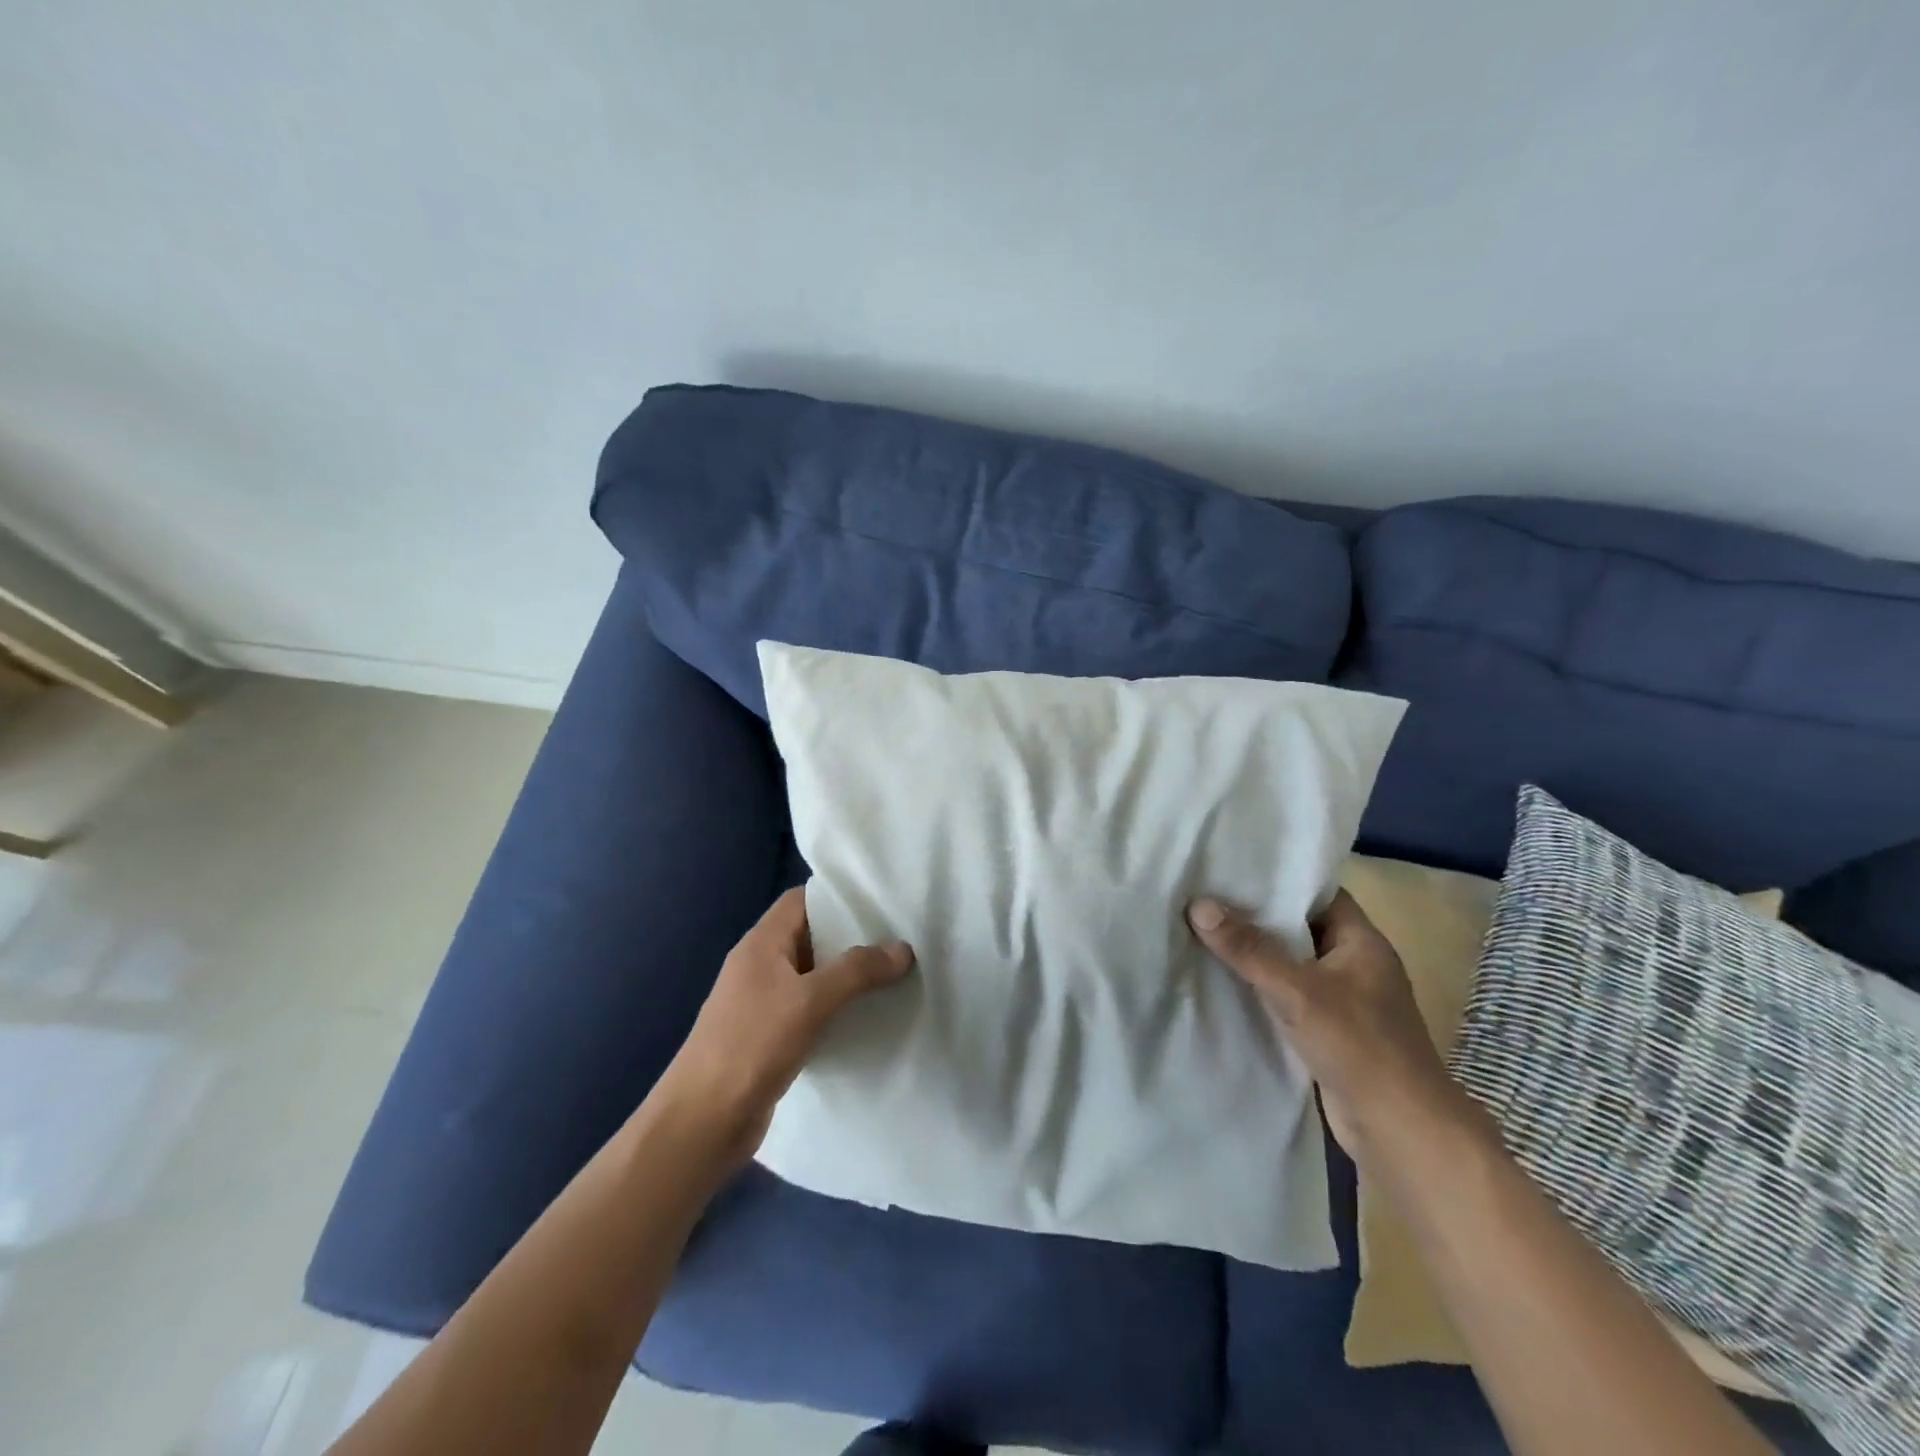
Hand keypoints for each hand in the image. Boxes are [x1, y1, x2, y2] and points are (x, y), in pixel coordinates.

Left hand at [658, 886, 913, 1166]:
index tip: (881, 901)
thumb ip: (857, 971)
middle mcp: (760, 966)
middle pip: (811, 937)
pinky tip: (867, 1018)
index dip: (838, 896)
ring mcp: (763, 1003)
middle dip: (852, 938)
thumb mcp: (809, 1001)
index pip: (801, 900)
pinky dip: (836, 1009)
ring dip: (847, 977)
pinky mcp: (769, 1037)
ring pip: (813, 976)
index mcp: (761, 944)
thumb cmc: (751, 1045)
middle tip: (900, 939)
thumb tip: (903, 948)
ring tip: (895, 975)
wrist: (703, 1122)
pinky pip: (810, 1010)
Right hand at [1187, 889, 1478, 1164]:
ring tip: (1203, 931)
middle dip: (1256, 915)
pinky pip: (1289, 995)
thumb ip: (1248, 949)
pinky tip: (1223, 980)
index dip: (1279, 879)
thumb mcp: (1297, 990)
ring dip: (1256, 954)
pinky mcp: (1330, 1030)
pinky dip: (1262, 987)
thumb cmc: (1359, 1046)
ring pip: (1292, 964)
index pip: (1318, 893)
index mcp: (1362, 941)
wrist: (1400, 1130)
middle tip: (1205, 895)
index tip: (1232, 868)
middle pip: (1300, 927)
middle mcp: (1355, 964)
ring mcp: (1344, 999)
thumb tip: (1198, 905)